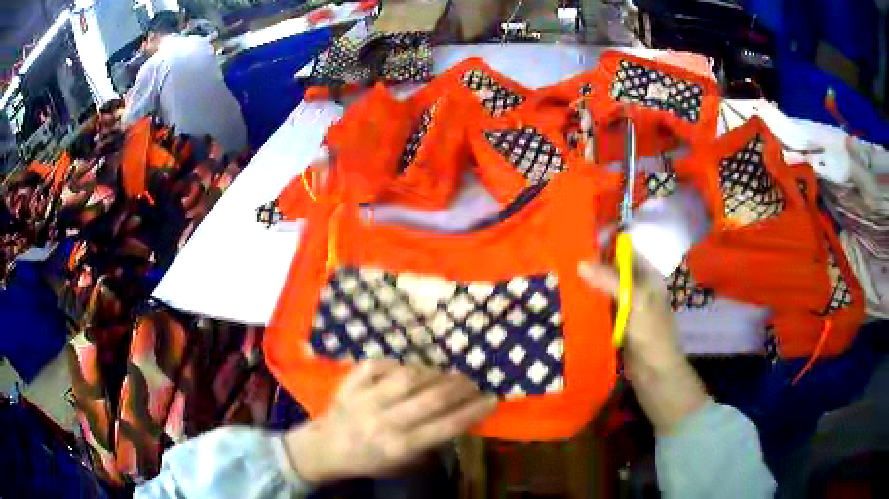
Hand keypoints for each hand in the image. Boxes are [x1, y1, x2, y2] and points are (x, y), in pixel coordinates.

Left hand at [283, 359, 496, 484]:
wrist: (324, 448)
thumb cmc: (367, 460)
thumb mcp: (402, 464)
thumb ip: (429, 444)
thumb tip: (457, 419)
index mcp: (399, 446)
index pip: (445, 426)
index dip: (473, 411)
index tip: (492, 399)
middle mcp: (384, 421)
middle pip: (431, 398)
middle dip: (460, 387)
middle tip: (473, 382)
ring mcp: (365, 398)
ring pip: (408, 376)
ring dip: (434, 373)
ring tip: (446, 375)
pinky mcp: (351, 383)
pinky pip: (379, 364)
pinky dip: (399, 363)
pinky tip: (410, 369)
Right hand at [578, 256, 707, 434]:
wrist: (655, 372)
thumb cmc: (651, 333)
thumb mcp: (635, 301)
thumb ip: (610, 280)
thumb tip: (580, 262)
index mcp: (646, 274)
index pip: (624, 249)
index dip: (604, 243)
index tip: (578, 241)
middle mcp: (636, 285)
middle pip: (611, 268)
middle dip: (590, 264)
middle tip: (561, 261)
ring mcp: (625, 305)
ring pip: (602, 288)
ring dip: (586, 285)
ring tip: (559, 278)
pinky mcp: (615, 323)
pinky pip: (599, 308)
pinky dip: (586, 304)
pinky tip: (567, 302)